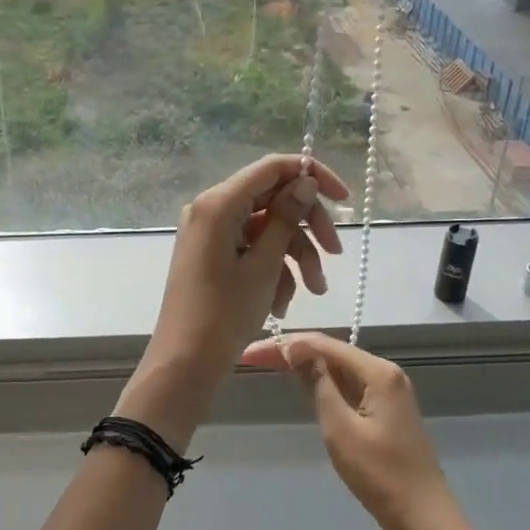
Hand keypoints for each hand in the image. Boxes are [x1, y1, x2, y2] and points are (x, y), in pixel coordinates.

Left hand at [116, 154, 349, 448]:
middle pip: (273, 200)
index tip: (344, 199)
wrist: (185, 362)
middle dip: (307, 228)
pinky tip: (281, 304)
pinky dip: (272, 270)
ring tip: (313, 291)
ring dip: (294, 257)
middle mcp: (211, 209)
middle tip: (336, 254)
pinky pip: (251, 249)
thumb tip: (303, 181)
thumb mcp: (264, 265)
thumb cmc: (224, 313)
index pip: (272, 168)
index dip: (311, 175)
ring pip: (266, 229)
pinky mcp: (212, 254)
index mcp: (218, 203)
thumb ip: (286, 218)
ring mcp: (210, 233)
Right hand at [242, 332, 465, 529]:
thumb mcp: (340, 428)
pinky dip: (323, 383)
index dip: (285, 345)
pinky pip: (349, 386)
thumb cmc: (379, 475)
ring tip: (269, 365)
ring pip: (339, 369)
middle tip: (253, 358)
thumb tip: (295, 349)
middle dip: (292, 352)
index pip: (323, 345)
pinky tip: (302, 385)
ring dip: (305, 366)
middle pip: (331, 353)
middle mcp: (385, 373)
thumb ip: (317, 384)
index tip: (251, 353)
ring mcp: (388, 392)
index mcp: (378, 372)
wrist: (424, 519)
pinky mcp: (386, 411)